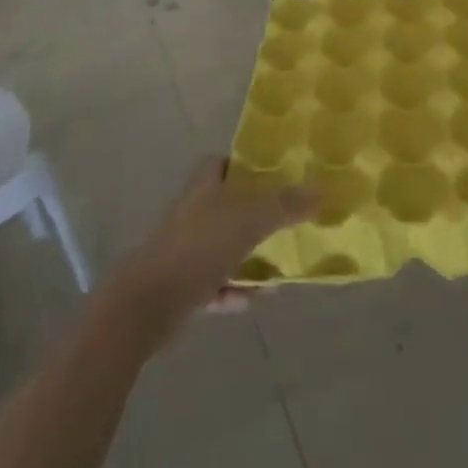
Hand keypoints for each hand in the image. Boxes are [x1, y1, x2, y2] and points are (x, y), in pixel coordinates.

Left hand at [102, 159, 313, 349]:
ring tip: (278, 265)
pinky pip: (214, 285)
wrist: (146, 304)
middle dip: (253, 213)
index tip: (274, 173)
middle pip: (225, 205)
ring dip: (247, 256)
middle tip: (286, 219)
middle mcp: (191, 213)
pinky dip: (233, 290)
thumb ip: (285, 204)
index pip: (221, 163)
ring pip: (222, 247)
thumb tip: (322, 189)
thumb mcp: (249, 220)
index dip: (244, 165)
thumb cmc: (198, 247)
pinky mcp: (179, 287)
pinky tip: (254, 299)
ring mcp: (183, 250)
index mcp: (203, 187)